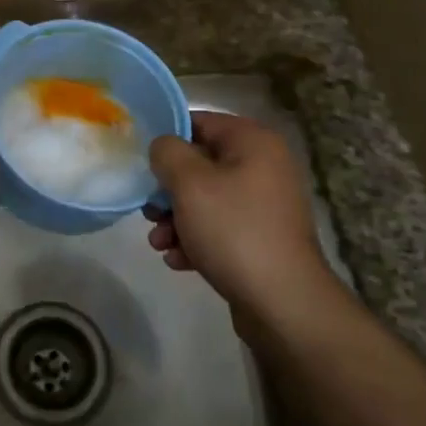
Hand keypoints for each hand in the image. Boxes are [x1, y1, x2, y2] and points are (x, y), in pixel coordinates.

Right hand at [145, 112, 342, 327]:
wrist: (283, 303)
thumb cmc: (234, 230)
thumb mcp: (189, 183)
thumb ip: (167, 153)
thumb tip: (163, 147)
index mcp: (253, 142)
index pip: (199, 122)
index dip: (166, 139)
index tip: (142, 163)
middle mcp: (264, 166)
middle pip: (200, 164)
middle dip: (168, 190)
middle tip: (148, 211)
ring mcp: (264, 204)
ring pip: (206, 199)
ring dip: (176, 218)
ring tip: (160, 243)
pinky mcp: (261, 238)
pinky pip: (219, 227)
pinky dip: (196, 239)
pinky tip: (179, 260)